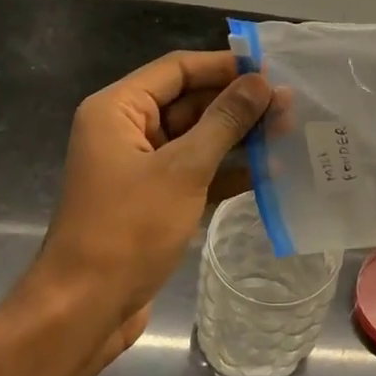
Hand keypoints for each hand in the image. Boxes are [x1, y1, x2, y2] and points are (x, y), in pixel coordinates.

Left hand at [26, 50, 271, 361]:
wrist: (85, 309)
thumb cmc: (128, 229)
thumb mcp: (183, 169)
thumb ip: (225, 121)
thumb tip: (262, 83)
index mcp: (118, 110)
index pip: (178, 69)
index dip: (225, 66)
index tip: (272, 70)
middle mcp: (126, 130)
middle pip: (189, 101)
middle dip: (237, 104)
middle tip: (290, 107)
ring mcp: (140, 166)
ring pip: (196, 137)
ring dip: (238, 137)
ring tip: (288, 134)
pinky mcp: (153, 199)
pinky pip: (195, 171)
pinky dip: (227, 171)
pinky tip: (269, 173)